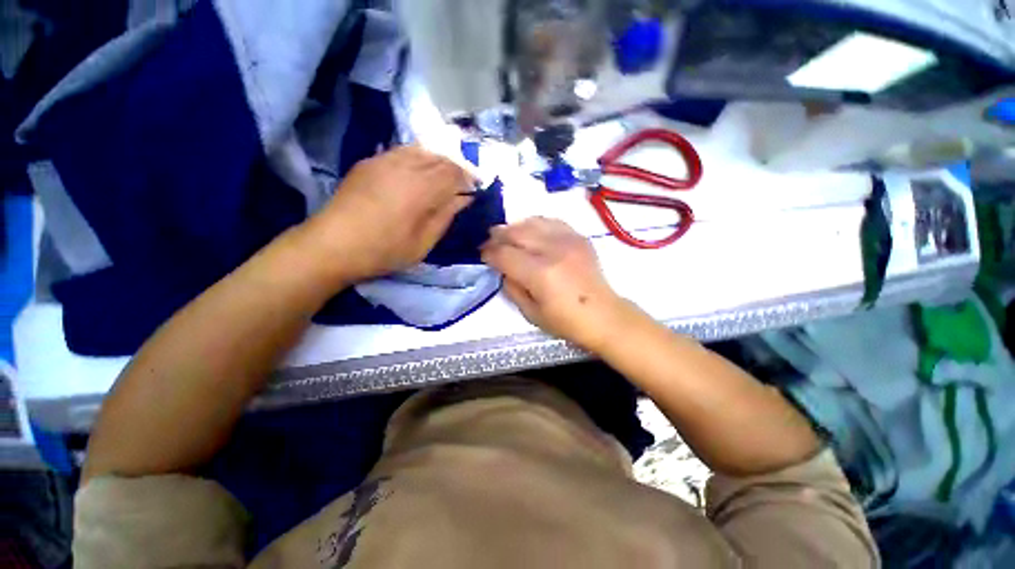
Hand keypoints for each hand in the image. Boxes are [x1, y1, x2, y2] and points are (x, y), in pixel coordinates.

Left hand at [300, 146, 472, 283]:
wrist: (332, 244)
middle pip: (440, 156)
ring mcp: (385, 160)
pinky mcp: (370, 161)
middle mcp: (405, 165)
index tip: (475, 189)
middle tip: (463, 183)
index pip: (455, 171)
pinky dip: (419, 158)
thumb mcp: (423, 242)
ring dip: (439, 161)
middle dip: (457, 168)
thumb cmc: (384, 250)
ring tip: (444, 177)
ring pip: (422, 149)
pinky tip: (419, 173)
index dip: (469, 178)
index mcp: (421, 188)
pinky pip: (403, 151)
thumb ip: (446, 216)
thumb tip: (464, 198)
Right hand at [481, 217, 627, 349]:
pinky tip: (531, 231)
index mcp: (539, 274)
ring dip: (515, 227)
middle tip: (491, 241)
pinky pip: (551, 221)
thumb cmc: (565, 321)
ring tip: (508, 235)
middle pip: (516, 232)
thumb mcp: (530, 313)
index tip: (483, 255)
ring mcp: (568, 240)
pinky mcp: (579, 237)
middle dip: (498, 236)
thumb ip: (512, 288)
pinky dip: (536, 224)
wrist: (603, 314)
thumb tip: (503, 268)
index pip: (504, 254)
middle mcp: (553, 251)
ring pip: (532, 222)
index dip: (489, 253)